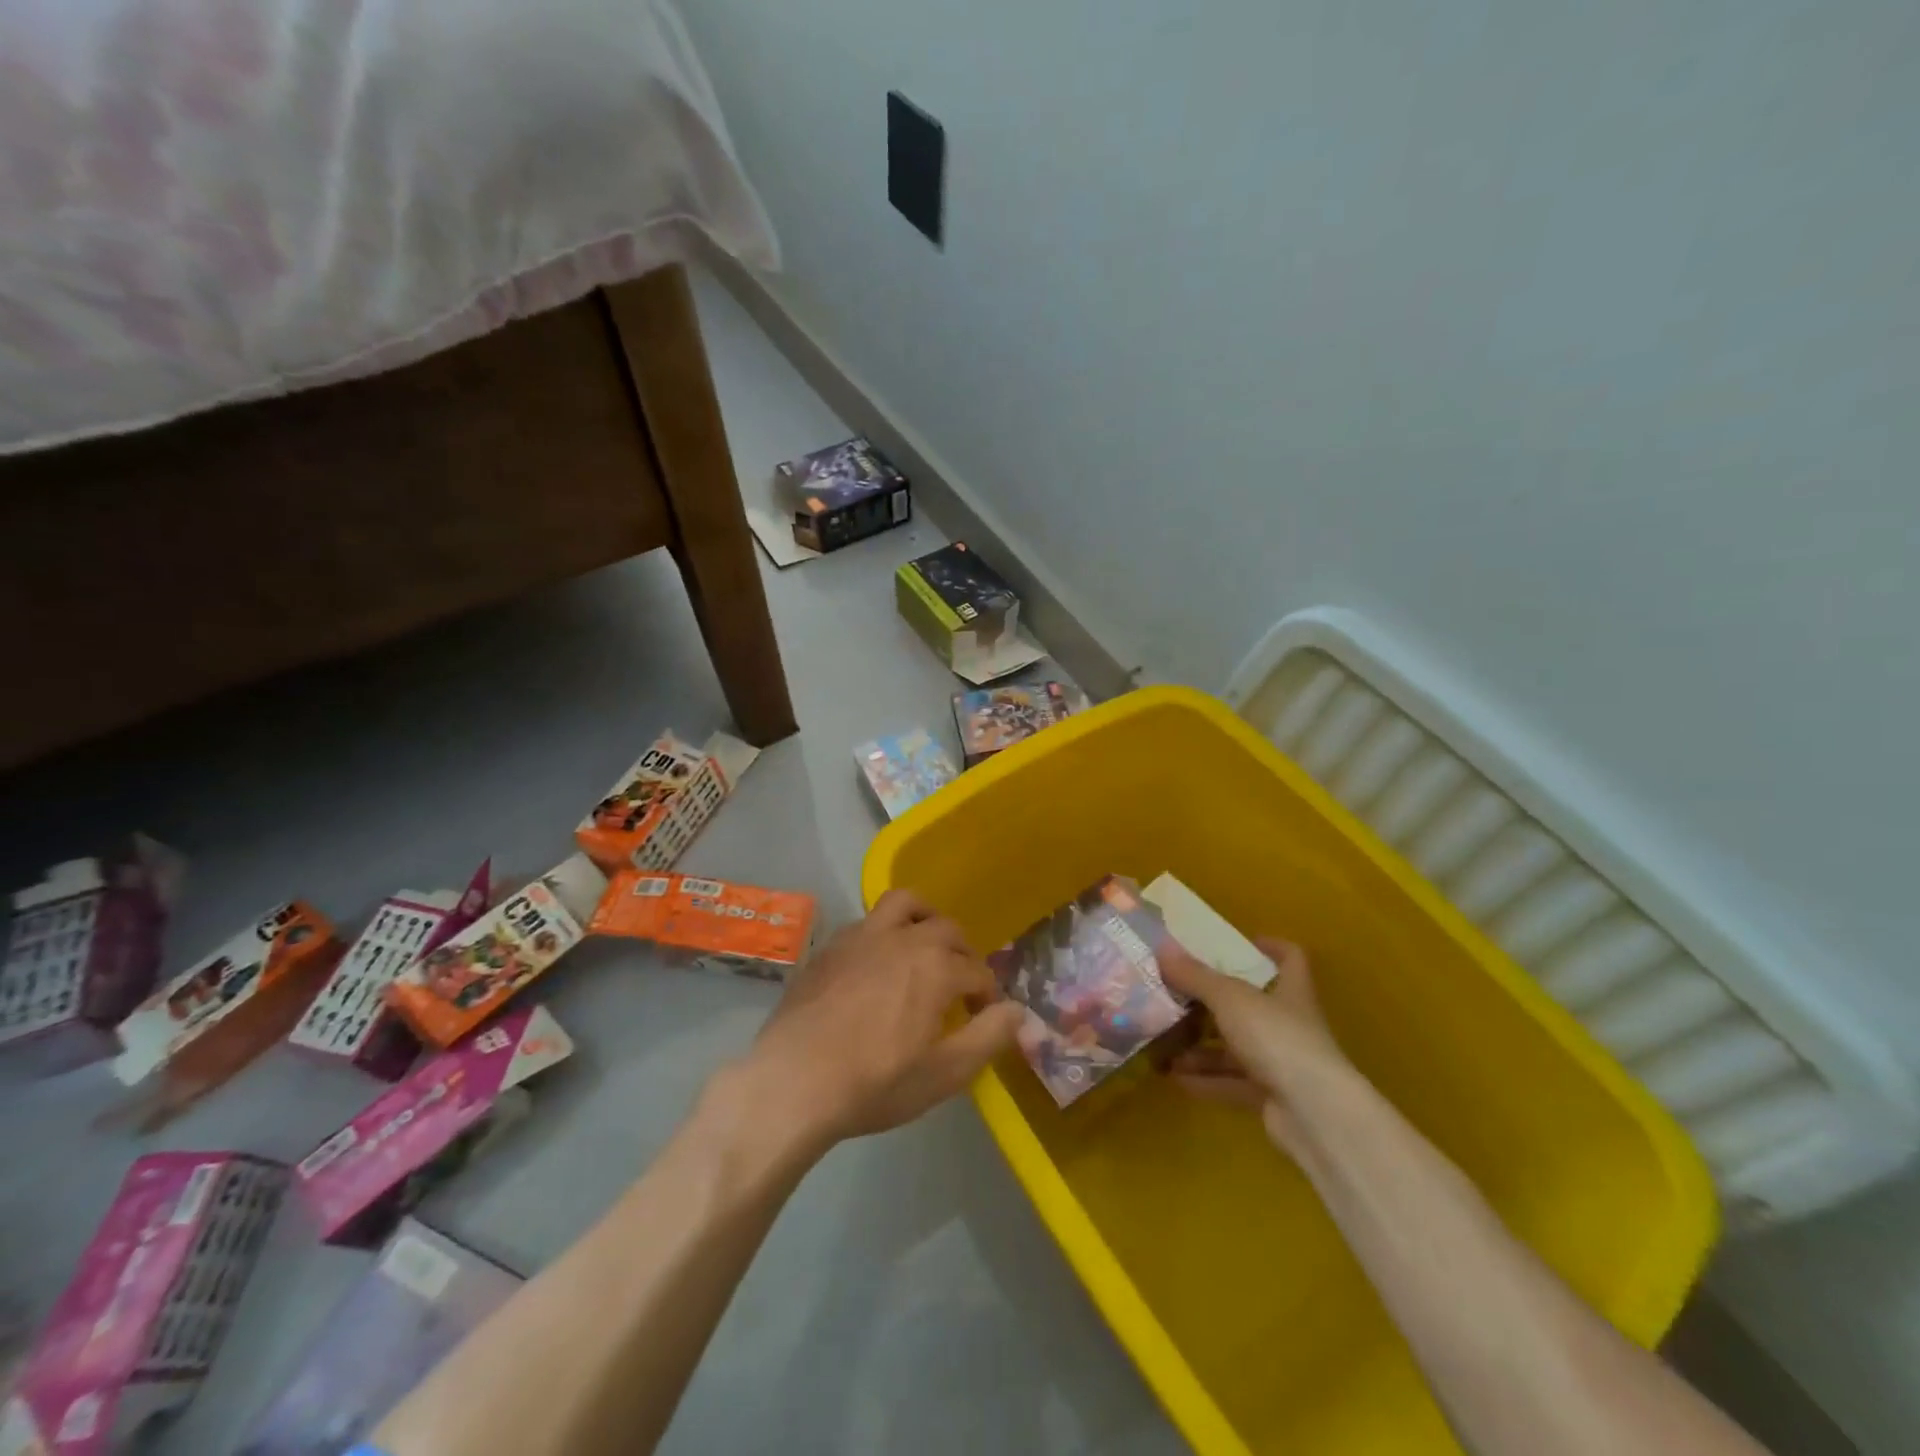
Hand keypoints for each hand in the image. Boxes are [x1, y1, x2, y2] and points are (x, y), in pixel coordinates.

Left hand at [734, 890, 1023, 1149]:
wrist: (793, 1081)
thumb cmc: (875, 1082)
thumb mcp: (944, 1073)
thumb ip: (988, 1037)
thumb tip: (1019, 1010)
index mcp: (936, 966)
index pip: (978, 971)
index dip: (987, 995)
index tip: (982, 1017)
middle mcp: (903, 938)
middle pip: (947, 929)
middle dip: (962, 954)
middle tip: (958, 986)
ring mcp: (862, 935)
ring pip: (904, 904)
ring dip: (924, 918)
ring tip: (923, 947)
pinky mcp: (831, 945)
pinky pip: (867, 922)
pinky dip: (884, 932)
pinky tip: (876, 964)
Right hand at [1158, 937, 1355, 1157]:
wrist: (1315, 1115)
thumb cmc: (1278, 1038)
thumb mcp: (1230, 998)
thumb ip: (1196, 976)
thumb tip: (1163, 948)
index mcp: (1290, 992)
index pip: (1291, 959)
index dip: (1271, 947)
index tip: (1244, 943)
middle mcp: (1288, 1025)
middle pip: (1250, 1007)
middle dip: (1212, 1003)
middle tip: (1177, 995)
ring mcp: (1281, 1064)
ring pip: (1235, 1048)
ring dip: (1201, 1047)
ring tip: (1163, 1041)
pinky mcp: (1270, 1098)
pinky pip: (1231, 1083)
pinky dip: (1204, 1079)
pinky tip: (1174, 1077)